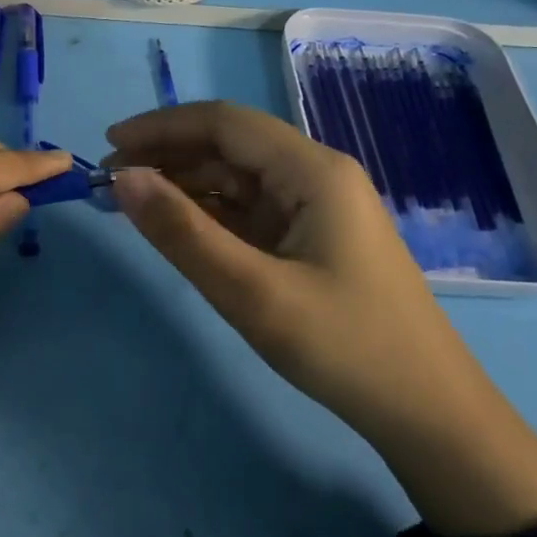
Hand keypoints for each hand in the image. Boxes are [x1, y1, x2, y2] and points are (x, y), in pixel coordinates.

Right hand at [106, 102, 536, 536]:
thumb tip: (123, 177)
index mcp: (313, 171)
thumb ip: (183, 232)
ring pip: (236, 179)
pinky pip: (249, 211)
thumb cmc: (344, 347)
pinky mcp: (311, 238)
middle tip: (110, 181)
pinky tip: (176, 227)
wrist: (427, 413)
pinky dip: (208, 213)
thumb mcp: (252, 292)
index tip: (109, 144)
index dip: (162, 126)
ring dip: (183, 184)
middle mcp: (316, 176)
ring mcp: (316, 208)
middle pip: (229, 146)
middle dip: (167, 155)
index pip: (224, 123)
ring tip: (130, 203)